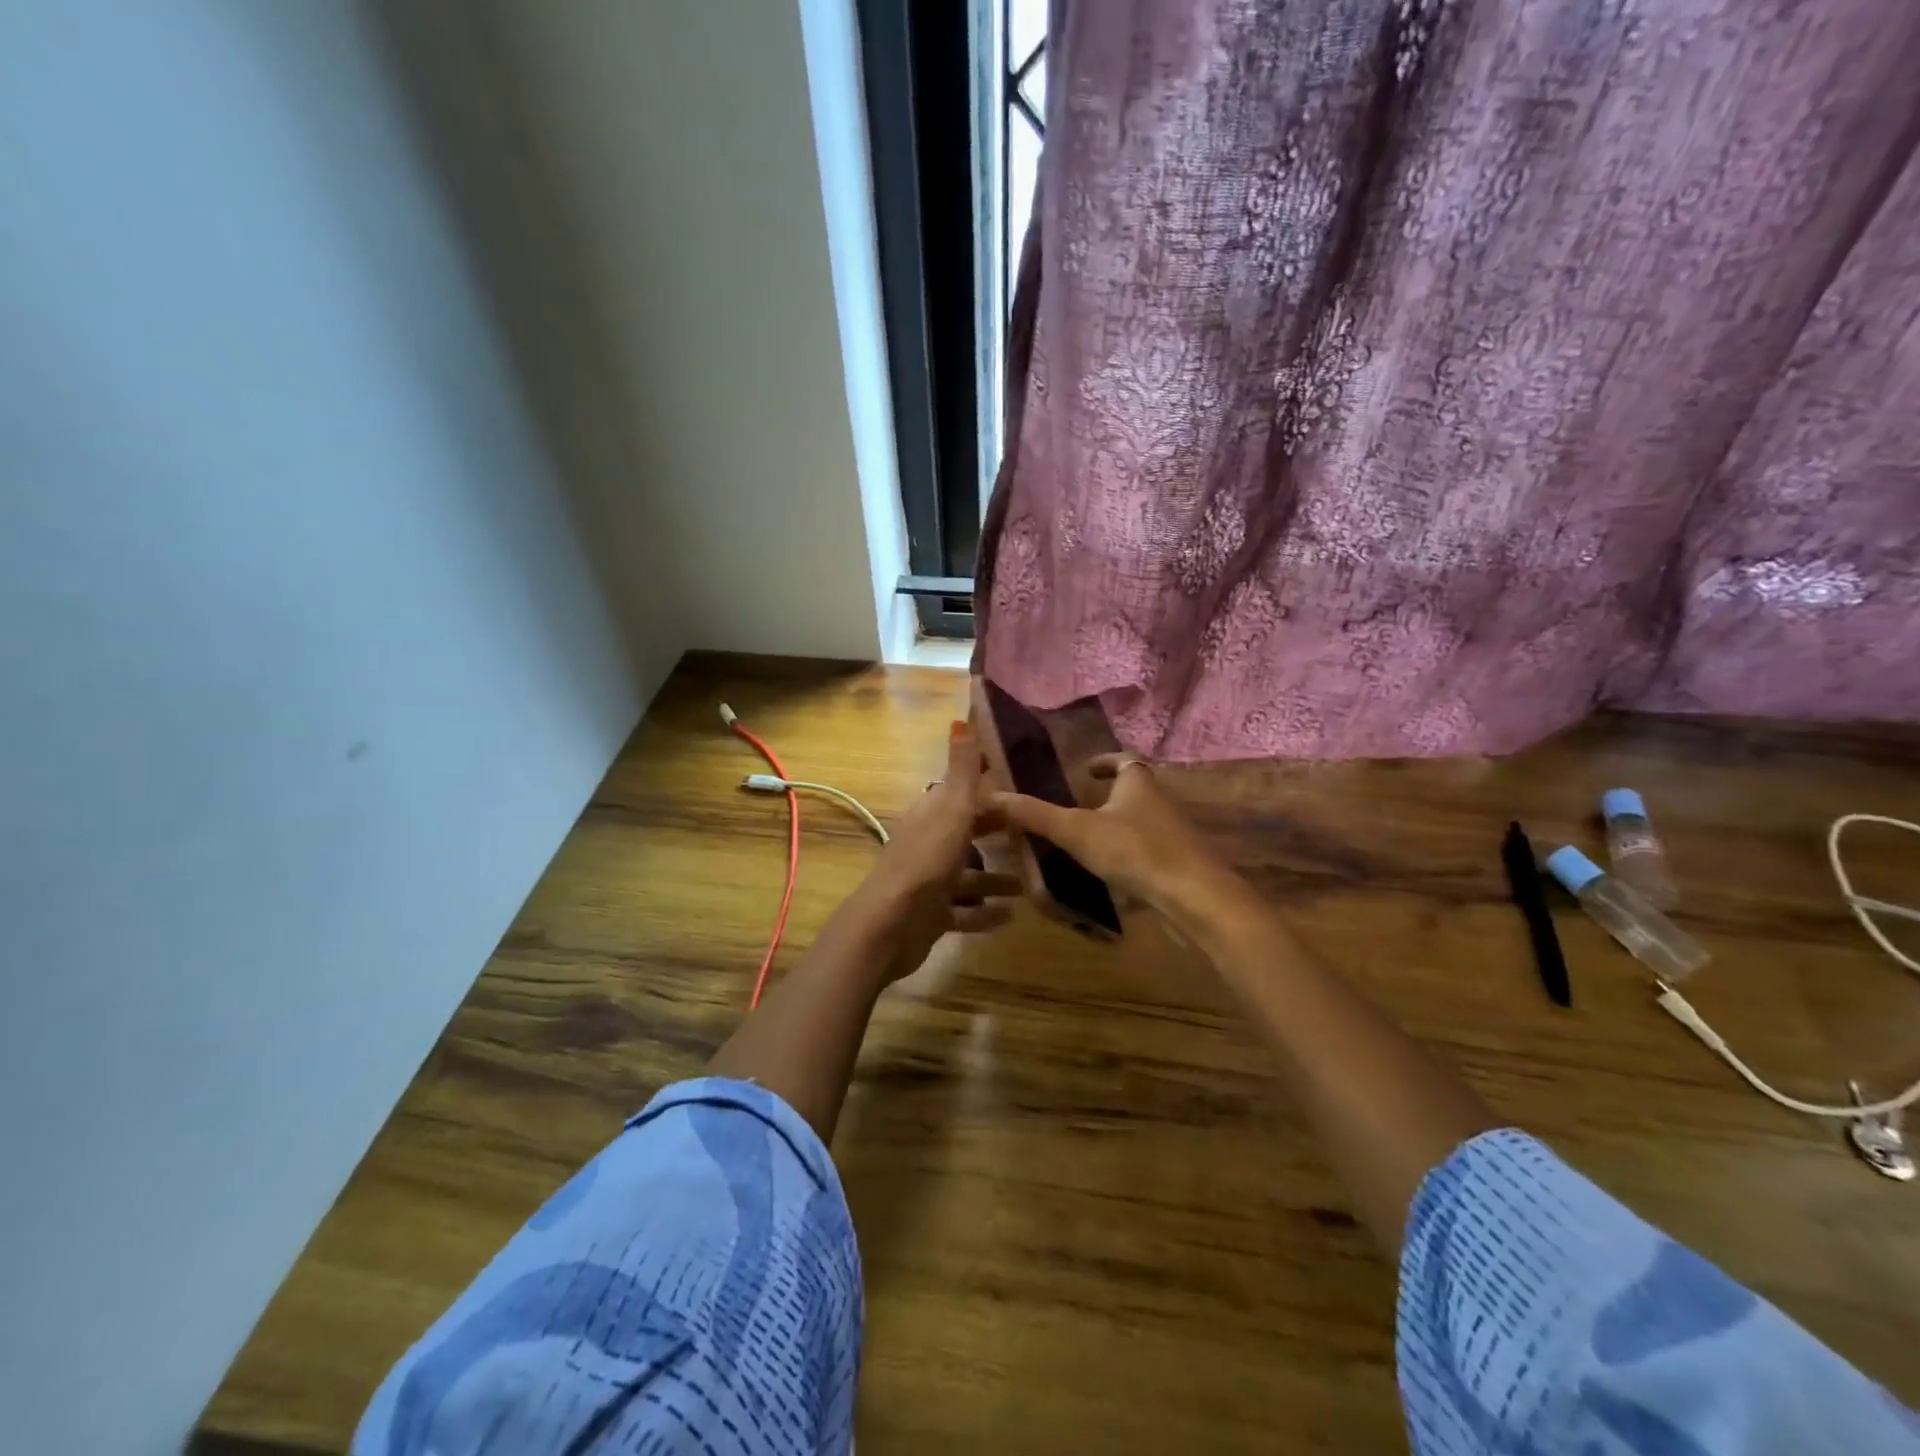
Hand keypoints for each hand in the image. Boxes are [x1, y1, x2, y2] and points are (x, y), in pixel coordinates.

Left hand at [851, 723, 1019, 980]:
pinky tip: (1011, 916)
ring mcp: (930, 881)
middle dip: (996, 831)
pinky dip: (986, 913)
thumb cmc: (926, 862)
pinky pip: (965, 910)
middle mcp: (929, 844)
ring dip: (996, 877)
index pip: (963, 795)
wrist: (890, 926)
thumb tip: (960, 718)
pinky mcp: (933, 915)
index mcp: (931, 815)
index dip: (991, 790)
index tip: (1026, 787)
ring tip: (1031, 881)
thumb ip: (962, 770)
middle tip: (1037, 833)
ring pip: (968, 874)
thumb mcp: (951, 810)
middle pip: (967, 832)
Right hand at [992, 754, 1240, 917]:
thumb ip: (1034, 815)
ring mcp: (1173, 835)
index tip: (1085, 771)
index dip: (1104, 761)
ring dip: (1118, 827)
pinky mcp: (1178, 865)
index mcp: (1138, 783)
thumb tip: (990, 796)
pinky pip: (1149, 852)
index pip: (1123, 760)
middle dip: (1109, 796)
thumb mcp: (1077, 831)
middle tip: (1077, 808)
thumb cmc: (1136, 851)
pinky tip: (1110, 874)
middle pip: (1134, 791)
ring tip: (1086, 842)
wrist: (1196, 898)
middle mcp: (1159, 803)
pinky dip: (1129, 855)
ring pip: (1141, 823)